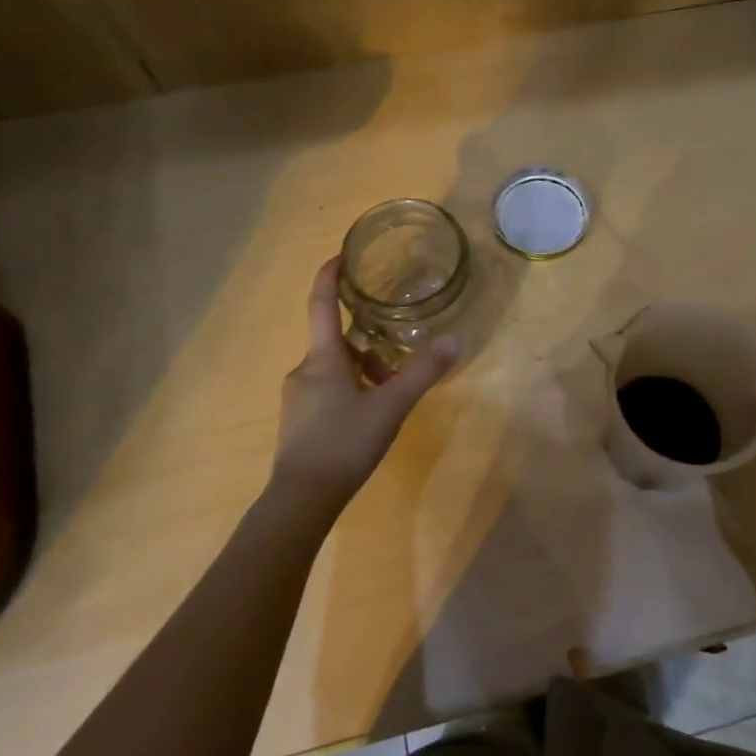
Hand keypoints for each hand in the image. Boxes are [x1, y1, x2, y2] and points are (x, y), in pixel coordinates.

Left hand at [267, 259, 458, 521]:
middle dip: (365, 335)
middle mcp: (305, 371)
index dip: (328, 277)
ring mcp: (299, 398)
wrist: (301, 499)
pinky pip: (328, 390)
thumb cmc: (343, 443)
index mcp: (322, 358)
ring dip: (362, 366)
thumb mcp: (391, 406)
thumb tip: (455, 339)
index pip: (320, 305)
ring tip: (393, 384)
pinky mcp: (300, 422)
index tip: (340, 256)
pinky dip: (352, 387)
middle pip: (334, 340)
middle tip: (396, 339)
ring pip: (334, 367)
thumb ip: (422, 372)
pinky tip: (372, 412)